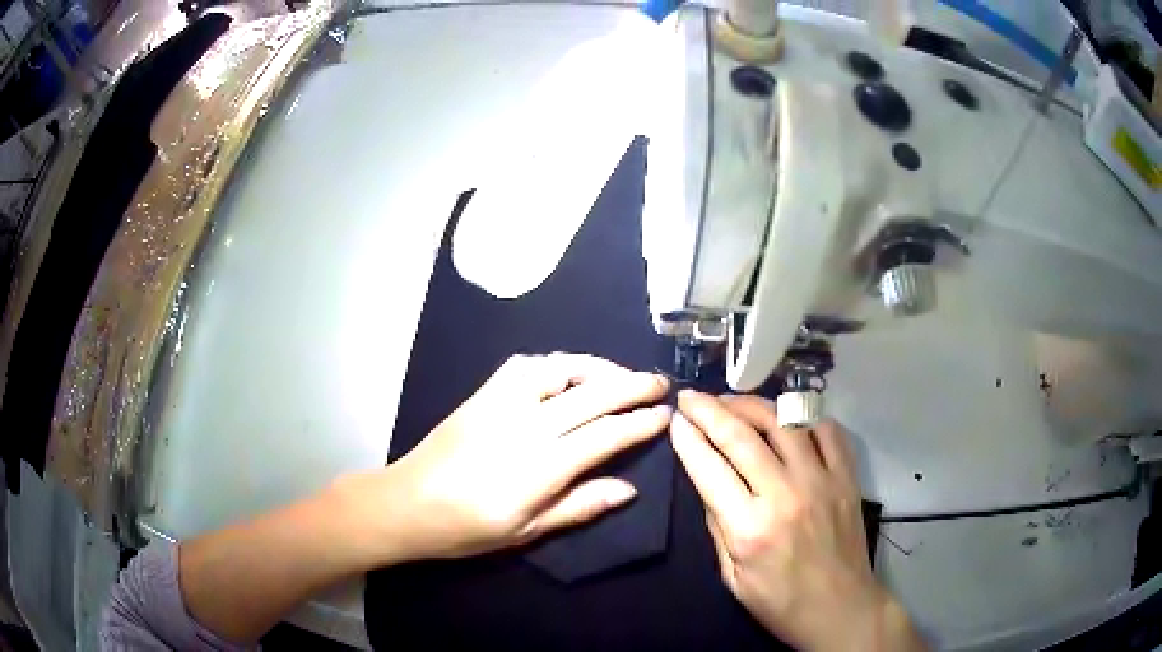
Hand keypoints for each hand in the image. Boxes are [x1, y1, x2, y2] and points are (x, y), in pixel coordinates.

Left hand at [334, 353, 670, 562]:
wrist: (408, 503)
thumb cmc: (468, 528)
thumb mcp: (528, 530)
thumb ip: (580, 505)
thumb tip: (629, 488)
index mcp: (542, 465)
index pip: (607, 434)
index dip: (641, 422)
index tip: (665, 415)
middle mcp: (528, 424)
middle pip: (593, 394)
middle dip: (633, 384)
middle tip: (660, 383)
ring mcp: (502, 402)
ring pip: (561, 369)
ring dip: (598, 367)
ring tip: (619, 375)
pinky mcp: (483, 393)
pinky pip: (526, 365)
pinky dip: (556, 363)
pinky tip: (568, 372)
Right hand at [670, 391, 924, 651]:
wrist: (841, 608)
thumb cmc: (780, 602)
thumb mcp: (733, 577)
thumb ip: (718, 526)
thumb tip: (708, 481)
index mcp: (750, 528)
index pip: (710, 468)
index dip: (687, 439)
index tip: (675, 420)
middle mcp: (785, 494)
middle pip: (741, 436)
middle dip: (709, 410)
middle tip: (691, 396)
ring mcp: (821, 480)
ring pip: (783, 421)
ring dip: (751, 404)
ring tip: (731, 401)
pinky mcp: (846, 476)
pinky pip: (825, 429)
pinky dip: (802, 415)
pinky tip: (785, 417)